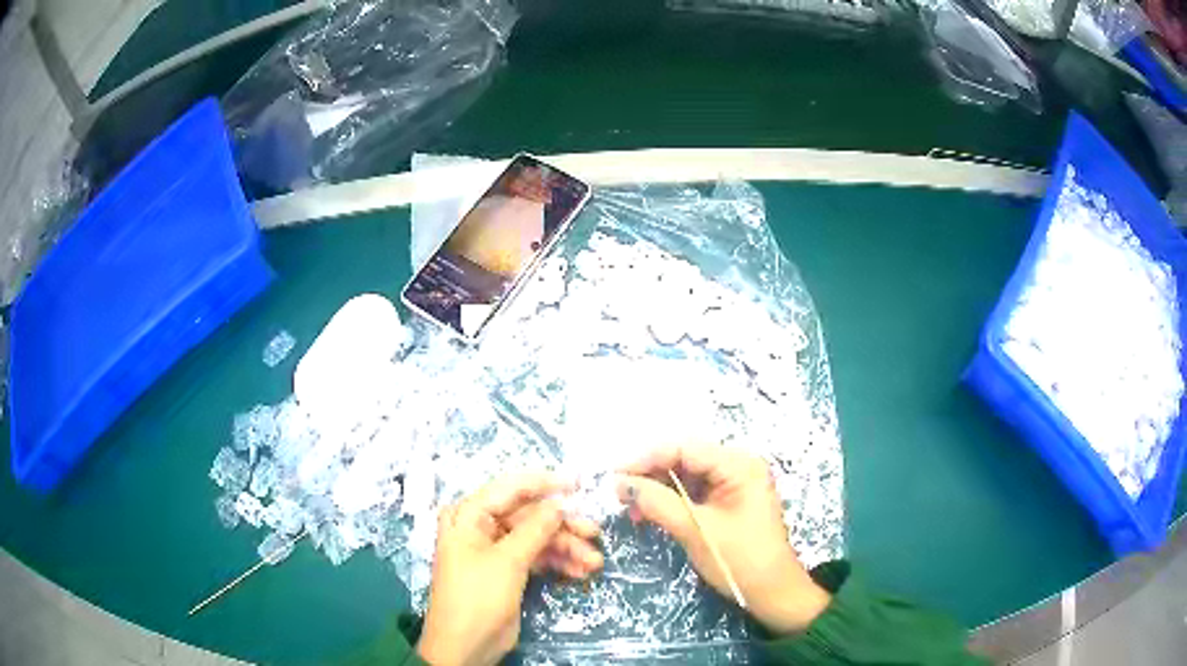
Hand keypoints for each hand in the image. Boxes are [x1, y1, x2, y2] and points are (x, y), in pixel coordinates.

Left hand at [417, 473, 602, 665]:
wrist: (465, 645)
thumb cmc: (477, 597)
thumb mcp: (507, 561)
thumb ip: (535, 530)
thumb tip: (559, 504)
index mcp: (468, 516)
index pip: (509, 489)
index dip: (543, 484)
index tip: (578, 484)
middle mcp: (480, 527)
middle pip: (528, 516)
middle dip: (562, 526)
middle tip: (594, 532)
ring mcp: (495, 550)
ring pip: (537, 539)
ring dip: (566, 548)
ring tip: (594, 562)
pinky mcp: (507, 571)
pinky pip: (536, 558)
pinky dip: (558, 563)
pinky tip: (581, 572)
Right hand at [618, 445, 830, 635]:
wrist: (773, 593)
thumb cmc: (741, 561)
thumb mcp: (696, 531)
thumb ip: (659, 503)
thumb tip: (621, 483)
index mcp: (739, 465)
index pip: (685, 448)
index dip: (646, 459)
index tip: (614, 475)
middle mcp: (738, 466)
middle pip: (684, 458)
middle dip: (650, 474)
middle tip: (618, 493)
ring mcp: (733, 483)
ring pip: (685, 475)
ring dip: (657, 488)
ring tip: (629, 506)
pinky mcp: (727, 501)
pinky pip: (692, 491)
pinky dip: (669, 500)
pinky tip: (648, 512)